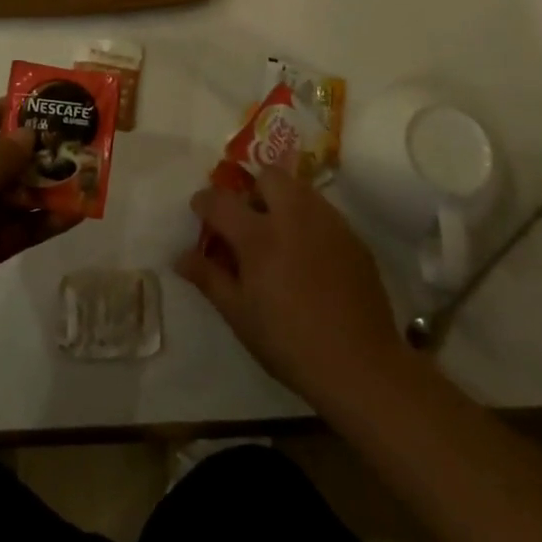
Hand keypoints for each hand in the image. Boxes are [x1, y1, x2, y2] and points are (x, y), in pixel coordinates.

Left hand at [0, 99, 78, 372]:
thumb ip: (1, 157)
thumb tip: (28, 135)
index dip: (0, 112)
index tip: (38, 104)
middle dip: (29, 154)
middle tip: (70, 142)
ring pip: (8, 195)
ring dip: (41, 188)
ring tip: (81, 176)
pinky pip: (14, 227)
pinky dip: (41, 221)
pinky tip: (74, 214)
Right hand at [177, 165, 406, 402]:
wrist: (361, 365)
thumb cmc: (289, 343)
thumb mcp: (240, 315)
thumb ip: (209, 278)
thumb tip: (180, 256)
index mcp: (259, 236)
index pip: (221, 200)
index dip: (204, 202)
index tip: (200, 211)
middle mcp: (294, 216)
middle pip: (268, 176)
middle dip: (253, 190)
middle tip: (249, 223)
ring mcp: (328, 223)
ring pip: (299, 189)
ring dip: (282, 201)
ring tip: (280, 237)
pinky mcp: (353, 237)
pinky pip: (323, 212)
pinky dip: (308, 221)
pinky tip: (309, 256)